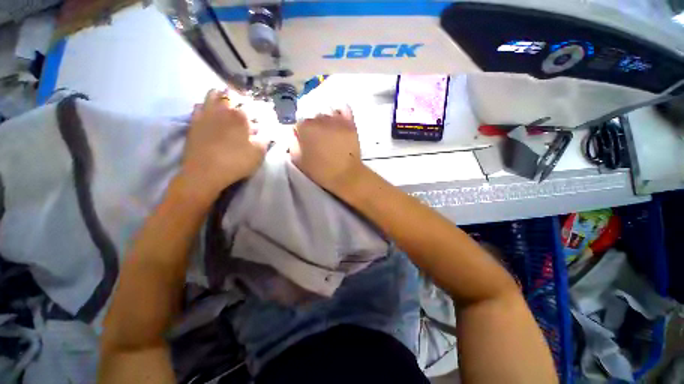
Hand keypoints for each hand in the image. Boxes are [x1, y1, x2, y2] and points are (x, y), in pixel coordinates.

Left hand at [178, 89, 266, 199]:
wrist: (205, 172)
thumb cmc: (236, 162)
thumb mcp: (259, 153)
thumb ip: (265, 139)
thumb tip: (266, 130)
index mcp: (241, 117)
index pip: (251, 106)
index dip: (257, 109)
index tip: (260, 116)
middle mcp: (223, 110)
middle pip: (231, 95)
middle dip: (239, 98)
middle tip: (243, 107)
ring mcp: (206, 114)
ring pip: (213, 95)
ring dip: (221, 96)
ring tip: (227, 104)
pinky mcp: (194, 121)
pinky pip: (199, 105)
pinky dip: (206, 105)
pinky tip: (210, 113)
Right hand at [290, 106, 364, 192]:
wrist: (346, 175)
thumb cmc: (321, 171)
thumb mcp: (298, 160)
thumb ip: (292, 144)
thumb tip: (294, 134)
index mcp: (305, 127)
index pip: (298, 123)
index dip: (301, 133)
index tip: (304, 141)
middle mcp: (320, 118)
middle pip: (313, 117)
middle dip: (313, 126)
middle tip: (318, 139)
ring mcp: (336, 119)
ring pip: (327, 112)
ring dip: (326, 120)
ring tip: (329, 132)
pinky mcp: (350, 123)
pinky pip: (343, 109)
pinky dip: (340, 112)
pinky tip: (338, 120)